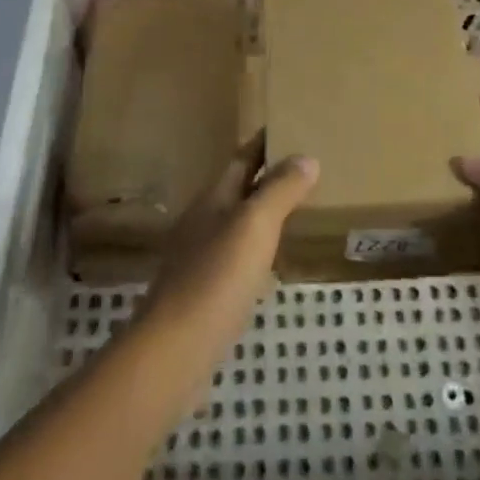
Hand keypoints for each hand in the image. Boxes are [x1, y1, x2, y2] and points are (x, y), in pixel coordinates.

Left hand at [135, 142, 318, 378]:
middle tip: (306, 171)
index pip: (243, 157)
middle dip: (267, 178)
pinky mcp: (202, 296)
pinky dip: (257, 253)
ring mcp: (198, 259)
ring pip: (236, 224)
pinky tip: (271, 269)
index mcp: (214, 197)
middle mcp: (203, 221)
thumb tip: (306, 157)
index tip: (291, 127)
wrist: (173, 352)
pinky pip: (235, 259)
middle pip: (238, 189)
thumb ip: (280, 190)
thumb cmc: (217, 277)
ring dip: (262, 216)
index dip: (265, 143)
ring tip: (296, 215)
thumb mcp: (255, 225)